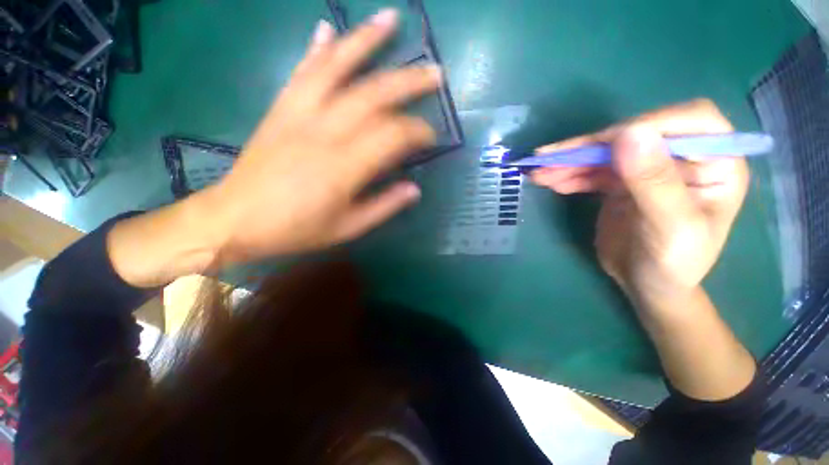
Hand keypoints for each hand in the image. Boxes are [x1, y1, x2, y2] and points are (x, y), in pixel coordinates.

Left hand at [203, 10, 440, 263]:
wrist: (236, 220)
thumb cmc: (296, 229)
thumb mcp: (347, 228)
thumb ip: (384, 207)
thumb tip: (414, 189)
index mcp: (344, 167)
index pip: (392, 136)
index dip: (418, 132)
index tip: (432, 136)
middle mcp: (324, 132)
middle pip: (373, 94)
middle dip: (408, 82)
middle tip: (434, 73)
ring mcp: (298, 114)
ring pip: (336, 67)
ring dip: (365, 41)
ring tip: (390, 20)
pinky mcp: (280, 109)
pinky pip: (302, 72)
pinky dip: (317, 48)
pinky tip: (328, 27)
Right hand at [531, 99, 749, 304]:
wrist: (648, 286)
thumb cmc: (672, 266)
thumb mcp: (669, 228)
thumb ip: (654, 182)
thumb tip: (629, 132)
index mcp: (716, 163)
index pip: (687, 121)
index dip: (643, 125)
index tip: (600, 146)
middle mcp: (682, 158)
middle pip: (634, 134)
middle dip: (589, 147)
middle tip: (548, 159)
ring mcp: (648, 169)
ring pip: (606, 153)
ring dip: (570, 161)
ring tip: (539, 173)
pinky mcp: (621, 182)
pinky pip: (593, 171)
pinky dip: (570, 174)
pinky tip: (549, 181)